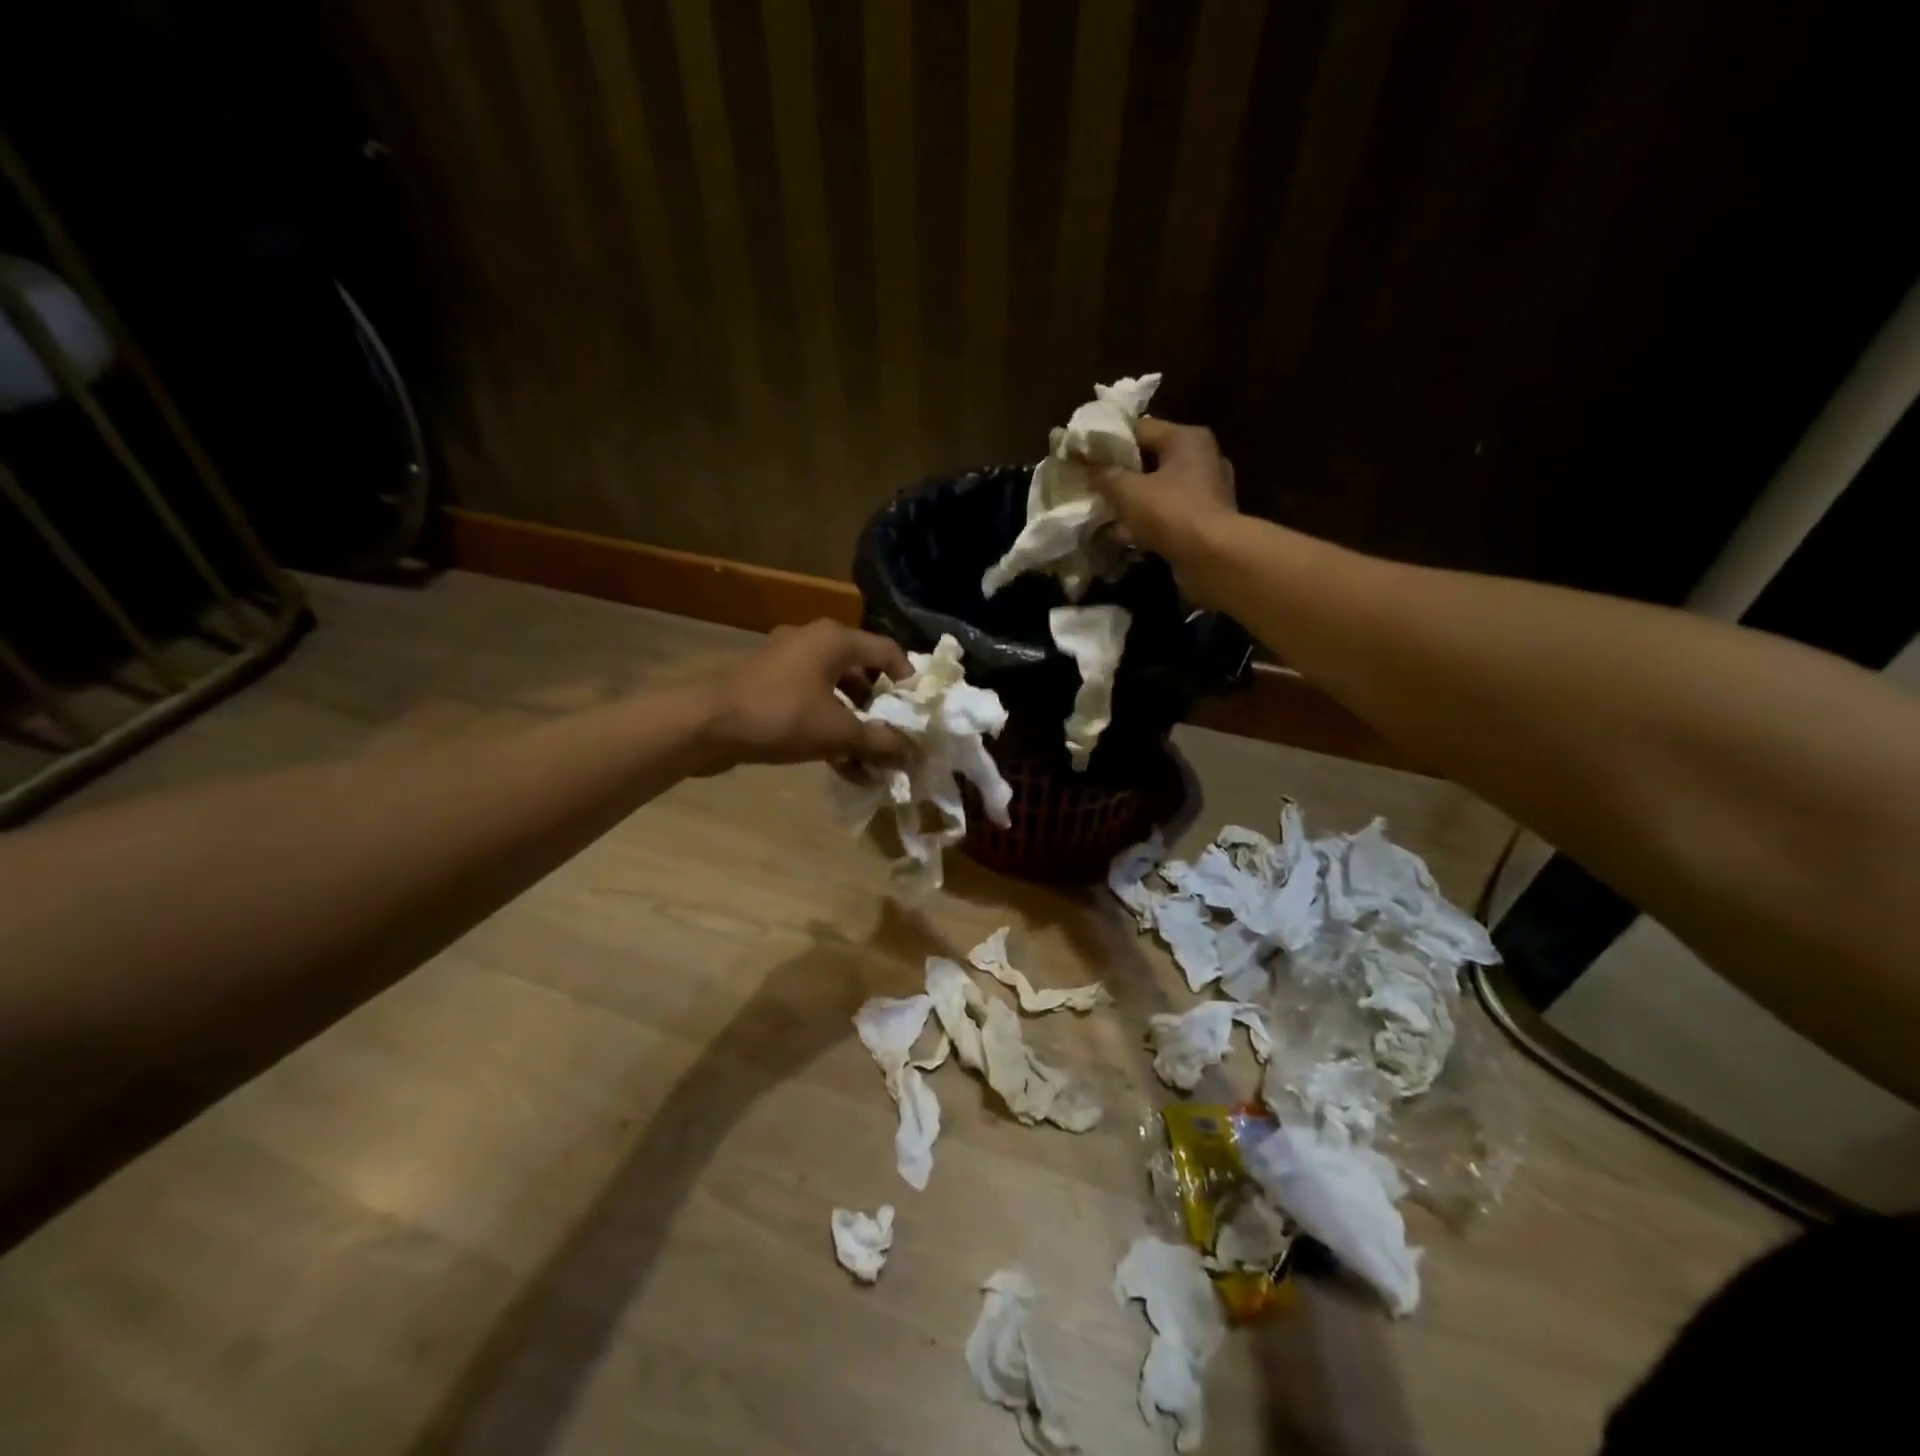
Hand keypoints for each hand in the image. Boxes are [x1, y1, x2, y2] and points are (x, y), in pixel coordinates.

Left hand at [694, 619, 913, 772]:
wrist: (704, 725)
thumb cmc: (780, 716)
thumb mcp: (838, 733)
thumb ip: (881, 742)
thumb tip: (915, 752)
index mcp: (835, 640)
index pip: (888, 651)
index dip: (909, 681)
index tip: (920, 712)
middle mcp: (812, 643)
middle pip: (862, 672)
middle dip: (882, 709)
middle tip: (898, 736)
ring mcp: (786, 664)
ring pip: (835, 692)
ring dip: (856, 725)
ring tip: (872, 760)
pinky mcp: (767, 687)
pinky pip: (810, 704)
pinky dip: (828, 729)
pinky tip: (842, 766)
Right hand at [1093, 417, 1238, 563]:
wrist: (1213, 558)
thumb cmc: (1171, 513)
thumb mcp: (1128, 491)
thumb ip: (1105, 475)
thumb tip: (1088, 467)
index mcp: (1186, 439)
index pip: (1140, 428)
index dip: (1109, 441)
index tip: (1085, 456)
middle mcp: (1201, 457)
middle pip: (1151, 459)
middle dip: (1121, 474)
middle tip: (1093, 485)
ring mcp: (1207, 490)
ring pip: (1159, 488)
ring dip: (1133, 501)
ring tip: (1104, 512)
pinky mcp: (1205, 519)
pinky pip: (1168, 513)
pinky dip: (1148, 521)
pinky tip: (1124, 535)